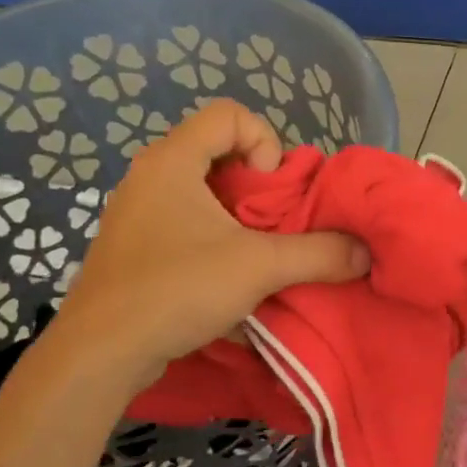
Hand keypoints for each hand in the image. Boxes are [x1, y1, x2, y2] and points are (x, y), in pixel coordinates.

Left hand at [47, 100, 369, 392]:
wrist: (102, 351)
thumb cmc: (177, 289)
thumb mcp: (260, 267)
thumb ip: (319, 254)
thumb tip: (365, 253)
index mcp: (172, 160)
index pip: (230, 114)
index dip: (264, 144)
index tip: (269, 193)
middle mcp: (149, 175)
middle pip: (219, 153)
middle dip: (257, 188)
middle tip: (271, 227)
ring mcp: (137, 212)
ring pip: (203, 192)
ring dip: (238, 218)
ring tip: (253, 255)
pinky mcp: (132, 246)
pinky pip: (184, 223)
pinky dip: (213, 239)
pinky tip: (222, 278)